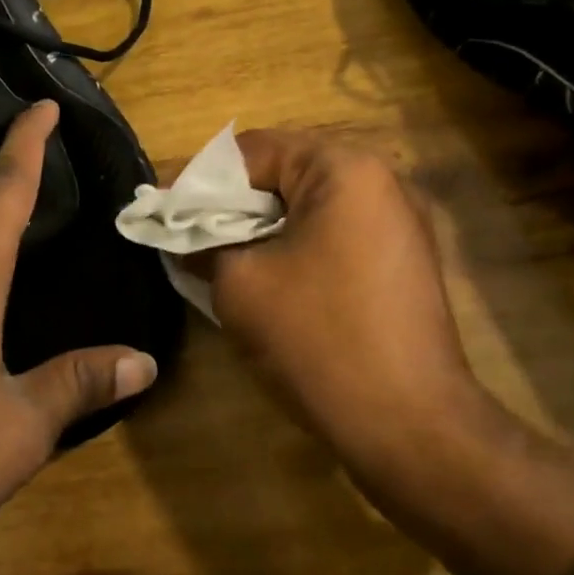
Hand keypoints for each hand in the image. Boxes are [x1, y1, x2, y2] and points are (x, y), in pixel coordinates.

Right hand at [209, 129, 487, 464]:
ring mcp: (403, 220)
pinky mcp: (408, 258)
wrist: (411, 424)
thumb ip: (206, 243)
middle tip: (189, 233)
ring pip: (313, 205)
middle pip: (287, 171)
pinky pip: (339, 233)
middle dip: (234, 202)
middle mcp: (382, 179)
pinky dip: (300, 244)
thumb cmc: (320, 340)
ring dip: (266, 224)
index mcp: (344, 168)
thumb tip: (186, 236)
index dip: (200, 179)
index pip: (254, 149)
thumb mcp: (241, 284)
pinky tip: (272, 277)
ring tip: (223, 255)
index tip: (162, 209)